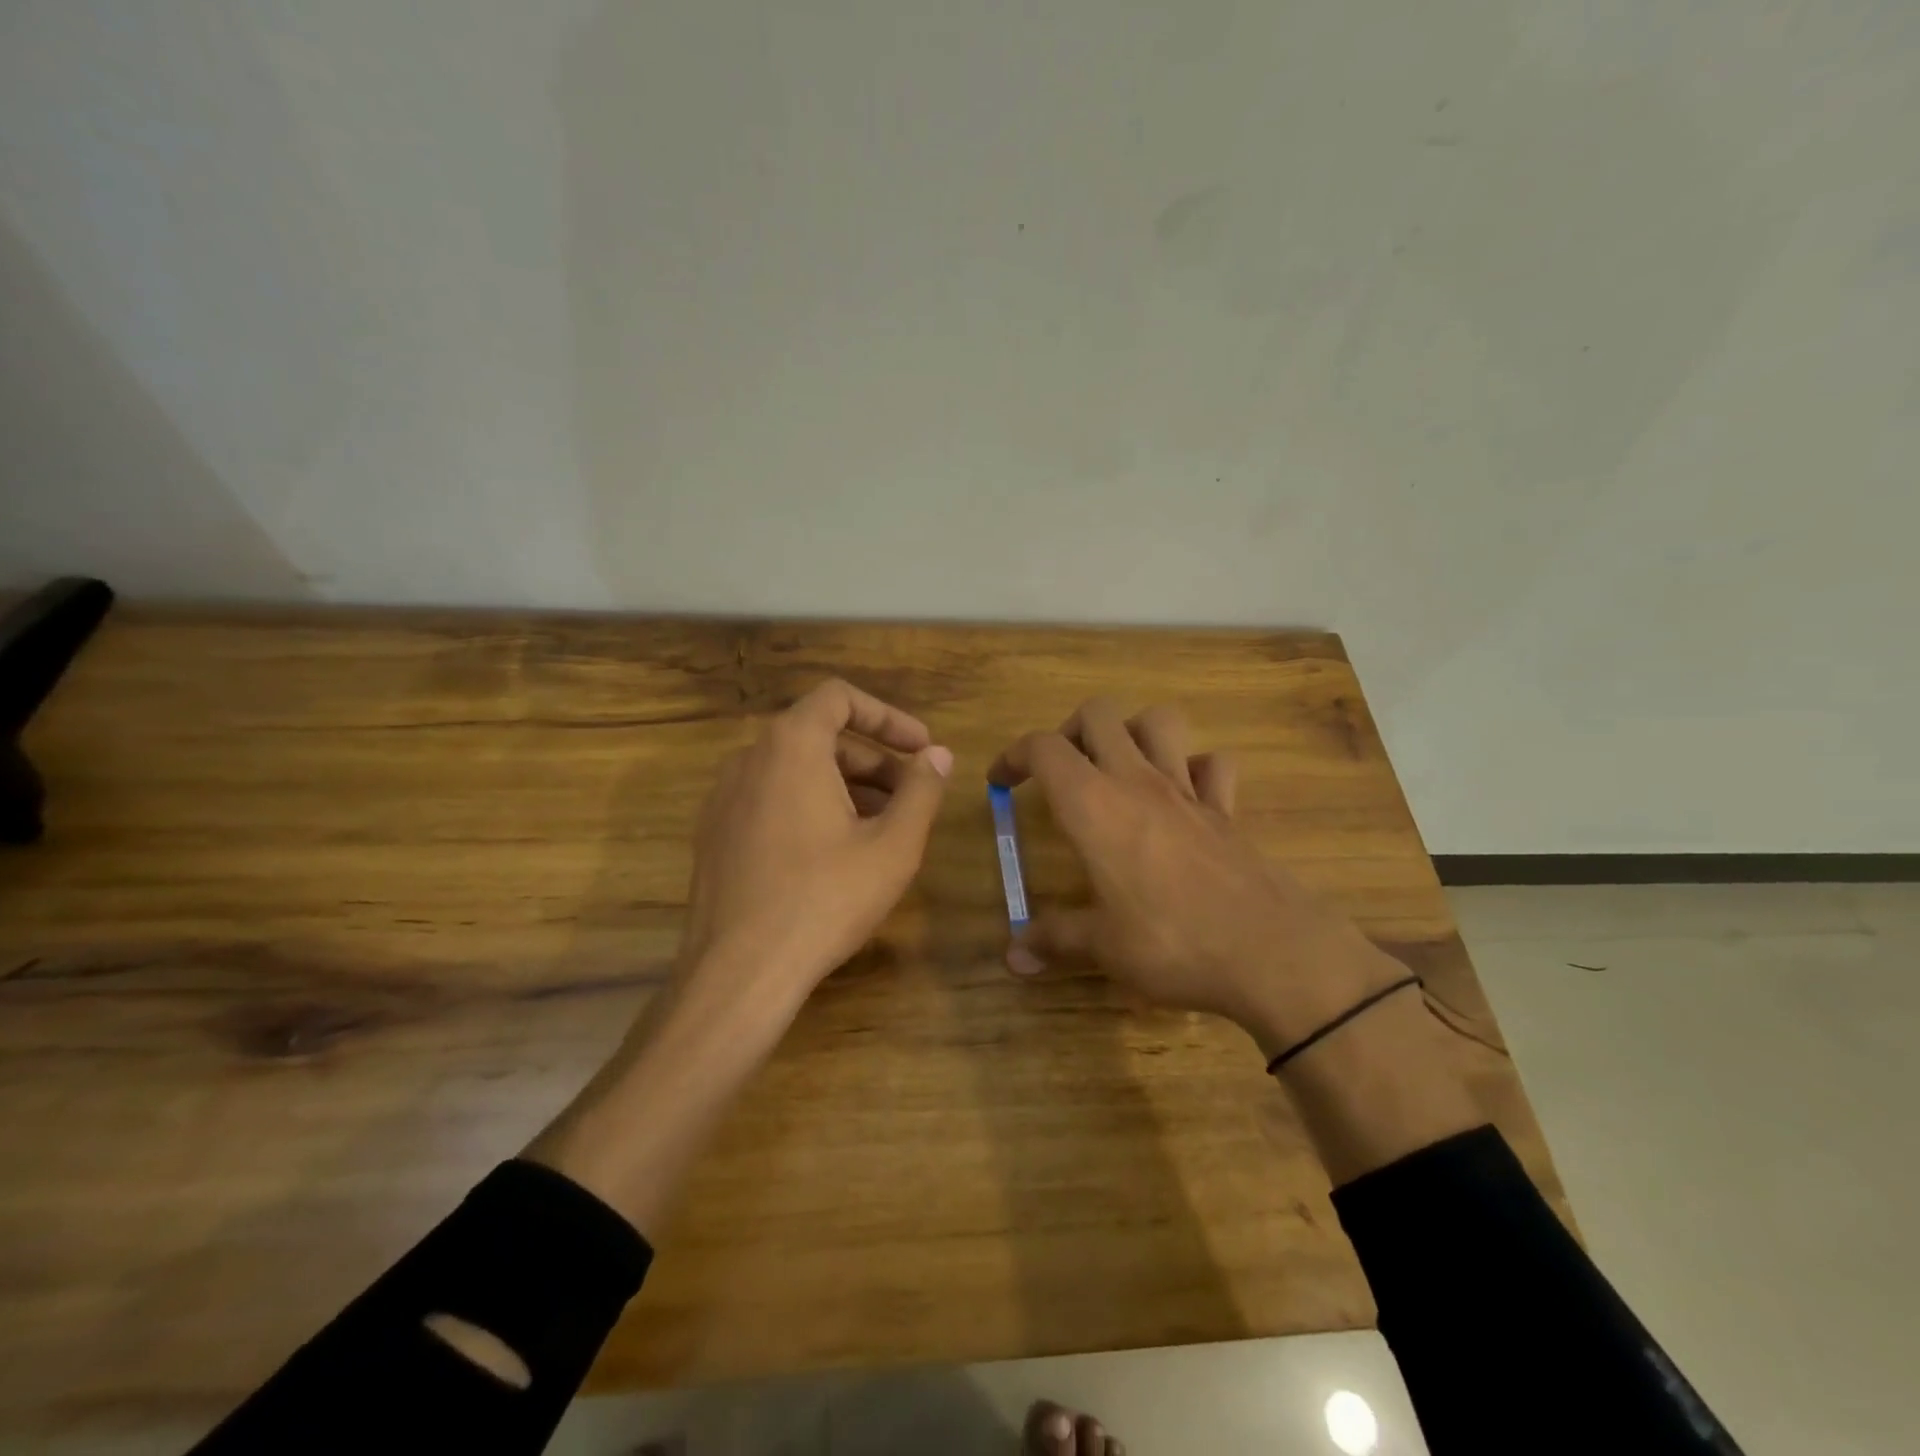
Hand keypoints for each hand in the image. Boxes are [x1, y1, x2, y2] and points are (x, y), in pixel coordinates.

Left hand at [678, 678, 953, 1014]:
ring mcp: (724, 797)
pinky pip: (771, 798)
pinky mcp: (715, 833)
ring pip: (795, 769)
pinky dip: (811, 805)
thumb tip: (939, 756)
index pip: (840, 698)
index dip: (888, 717)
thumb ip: (921, 790)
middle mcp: (749, 758)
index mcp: (790, 746)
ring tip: (882, 826)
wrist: (739, 971)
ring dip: (846, 784)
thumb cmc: (824, 899)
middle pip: (820, 735)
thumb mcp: (892, 846)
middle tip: (912, 795)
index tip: (921, 748)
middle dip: (874, 759)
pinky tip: (836, 851)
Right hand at [988, 698, 1404, 1053]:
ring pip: (1158, 721)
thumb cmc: (1171, 942)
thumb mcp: (1102, 947)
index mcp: (1093, 805)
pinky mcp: (1226, 809)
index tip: (1001, 783)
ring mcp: (1187, 789)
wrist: (1271, 951)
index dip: (1014, 755)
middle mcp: (1137, 781)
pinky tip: (1182, 796)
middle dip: (1069, 731)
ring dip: (1132, 732)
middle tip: (1060, 771)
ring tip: (1118, 768)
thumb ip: (1053, 940)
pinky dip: (1193, 768)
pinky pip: (1211, 765)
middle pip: (1098, 714)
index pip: (1043, 748)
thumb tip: (1011, 955)